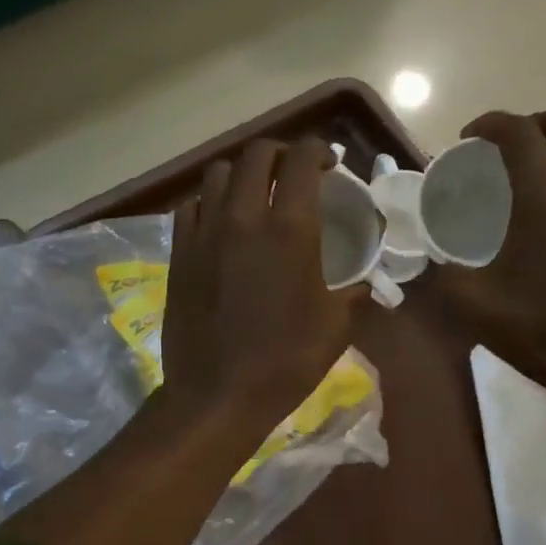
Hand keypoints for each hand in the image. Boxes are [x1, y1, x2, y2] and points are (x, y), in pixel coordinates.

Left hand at [162, 138, 362, 431]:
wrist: (216, 394)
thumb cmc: (284, 363)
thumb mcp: (335, 329)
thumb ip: (354, 294)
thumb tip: (366, 284)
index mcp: (290, 230)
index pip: (301, 160)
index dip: (318, 150)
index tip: (328, 162)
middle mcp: (243, 218)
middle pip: (256, 154)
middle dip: (280, 153)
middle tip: (293, 173)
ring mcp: (205, 233)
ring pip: (218, 173)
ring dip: (241, 173)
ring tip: (254, 192)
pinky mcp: (179, 253)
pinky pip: (191, 206)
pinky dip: (209, 202)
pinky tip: (220, 222)